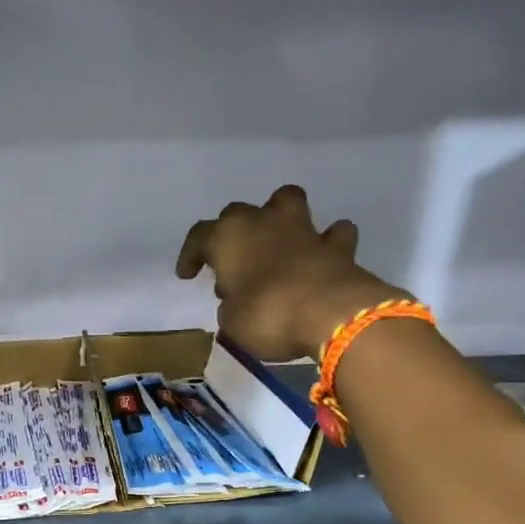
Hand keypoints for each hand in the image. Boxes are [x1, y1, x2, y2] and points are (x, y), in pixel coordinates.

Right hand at [177, 185, 403, 360]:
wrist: (330, 314)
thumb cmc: (267, 316)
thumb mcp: (232, 322)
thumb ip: (231, 306)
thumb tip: (238, 302)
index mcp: (228, 237)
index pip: (199, 237)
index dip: (191, 255)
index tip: (188, 275)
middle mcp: (263, 222)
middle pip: (238, 213)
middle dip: (233, 234)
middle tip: (233, 264)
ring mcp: (303, 229)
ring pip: (287, 201)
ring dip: (280, 216)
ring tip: (277, 240)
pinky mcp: (337, 246)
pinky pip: (332, 234)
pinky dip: (327, 242)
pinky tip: (322, 255)